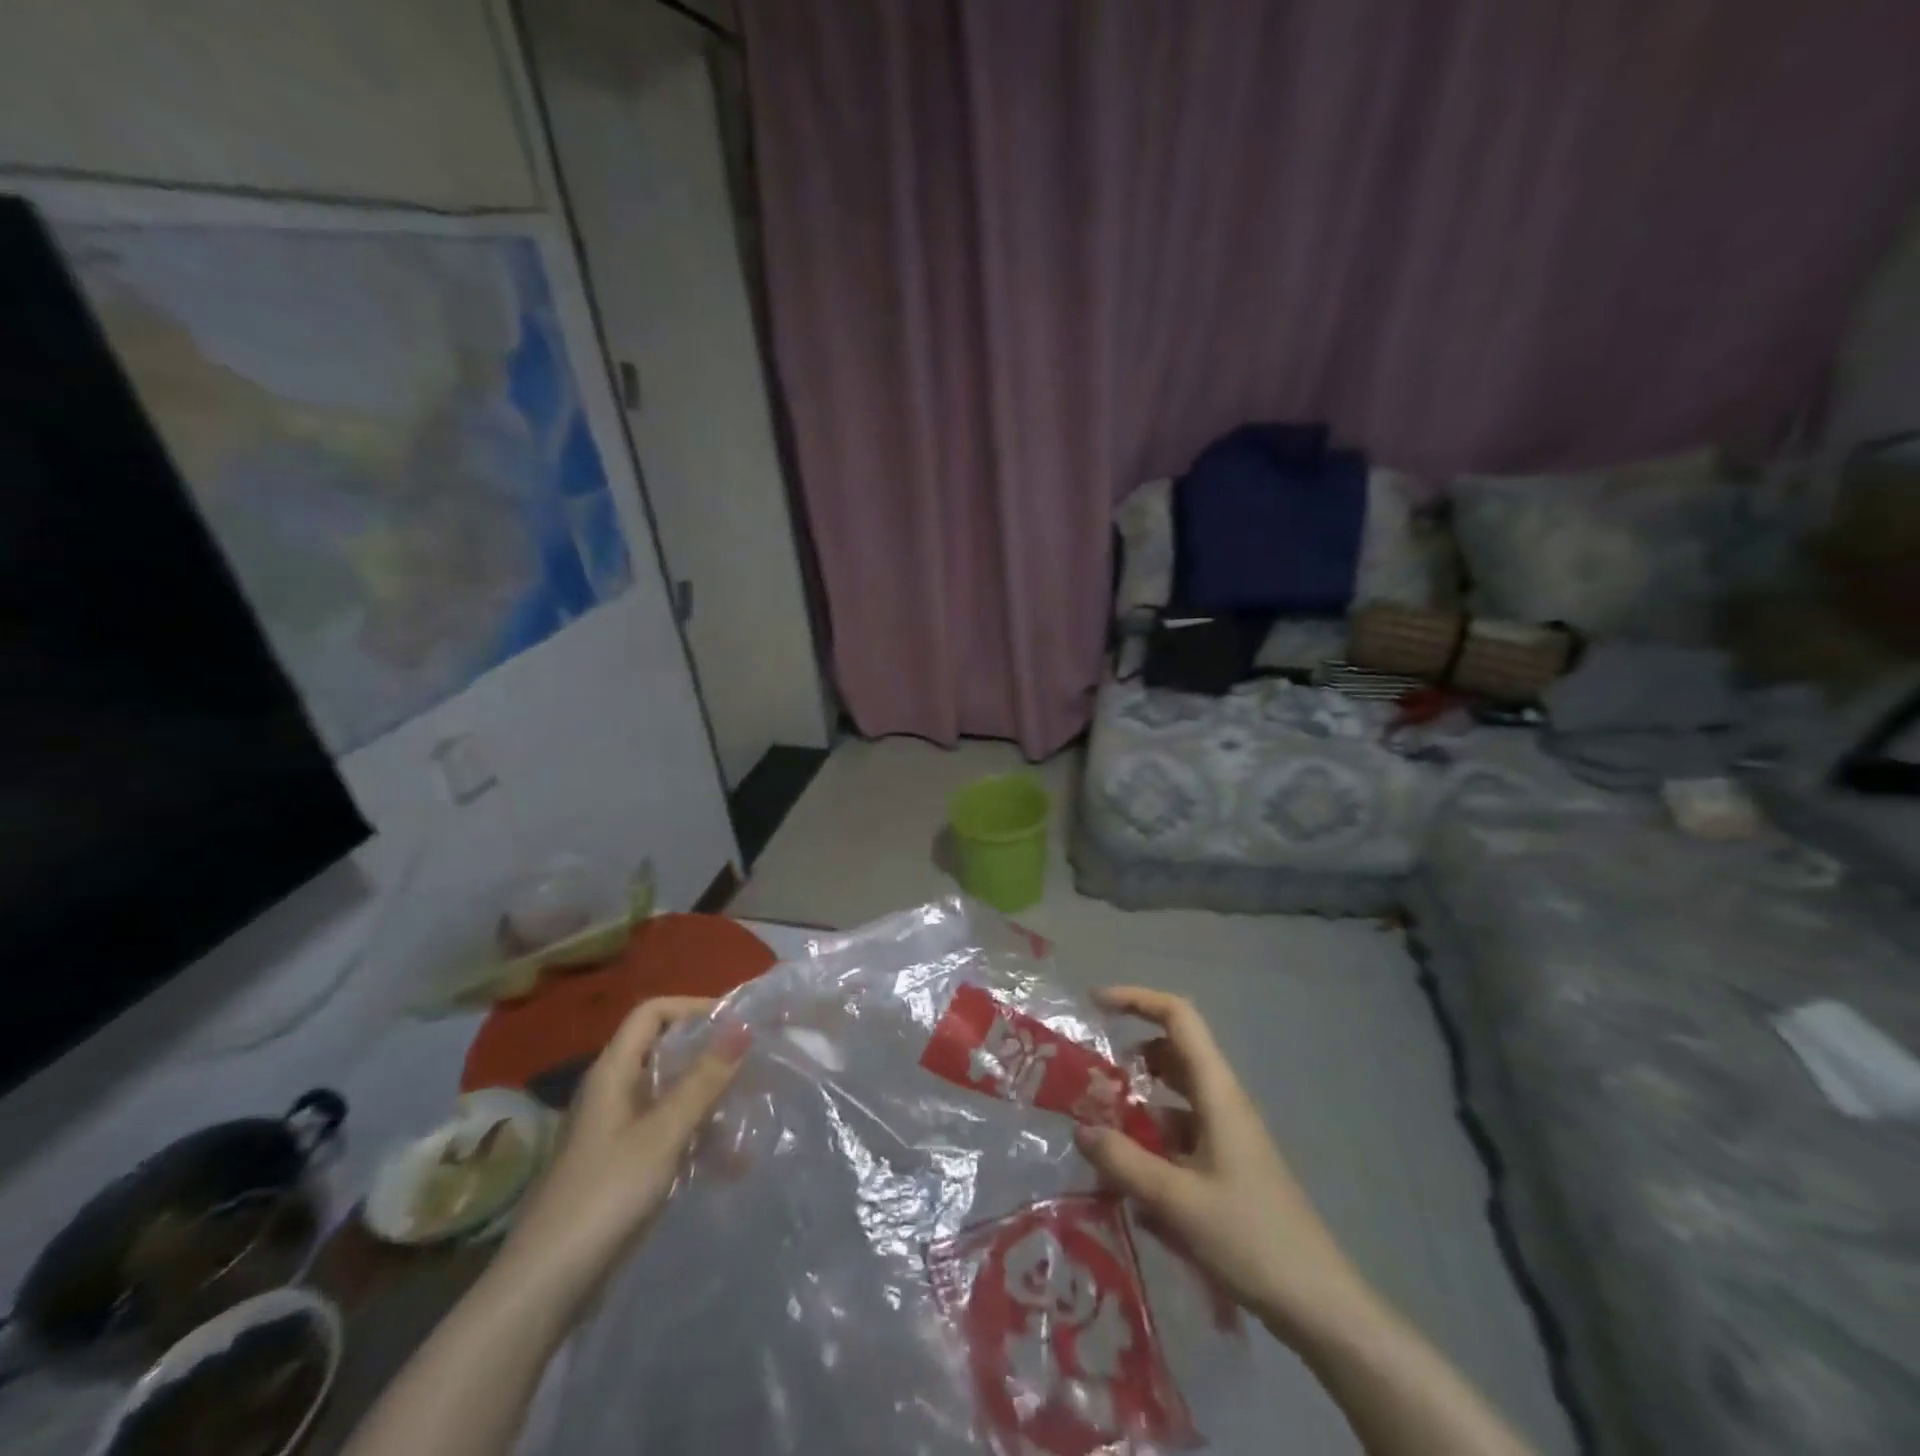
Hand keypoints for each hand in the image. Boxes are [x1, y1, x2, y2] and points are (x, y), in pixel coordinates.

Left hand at [504, 996, 749, 1283]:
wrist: (545, 1287)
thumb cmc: (604, 1195)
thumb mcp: (662, 1133)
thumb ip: (703, 1080)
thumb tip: (742, 1026)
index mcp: (613, 1072)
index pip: (652, 1013)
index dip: (693, 1007)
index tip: (736, 1022)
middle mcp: (613, 1092)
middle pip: (664, 1051)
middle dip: (709, 1054)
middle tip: (753, 1062)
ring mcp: (616, 1130)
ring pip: (670, 1094)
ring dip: (709, 1098)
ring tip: (751, 1111)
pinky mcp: (623, 1165)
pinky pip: (668, 1132)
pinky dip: (698, 1136)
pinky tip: (731, 1161)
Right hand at [1074, 987, 1372, 1345]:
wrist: (1318, 1304)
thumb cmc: (1251, 1239)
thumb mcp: (1177, 1201)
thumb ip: (1124, 1162)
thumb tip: (1080, 1129)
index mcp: (1217, 1092)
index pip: (1178, 1016)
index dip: (1137, 999)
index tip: (1094, 1005)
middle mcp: (1221, 1101)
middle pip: (1172, 1053)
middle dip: (1128, 1057)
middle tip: (1088, 1078)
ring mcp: (1225, 1134)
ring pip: (1173, 1097)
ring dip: (1136, 1104)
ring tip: (1098, 1132)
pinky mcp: (1225, 1165)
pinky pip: (1179, 1134)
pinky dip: (1151, 1142)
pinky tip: (1127, 1184)